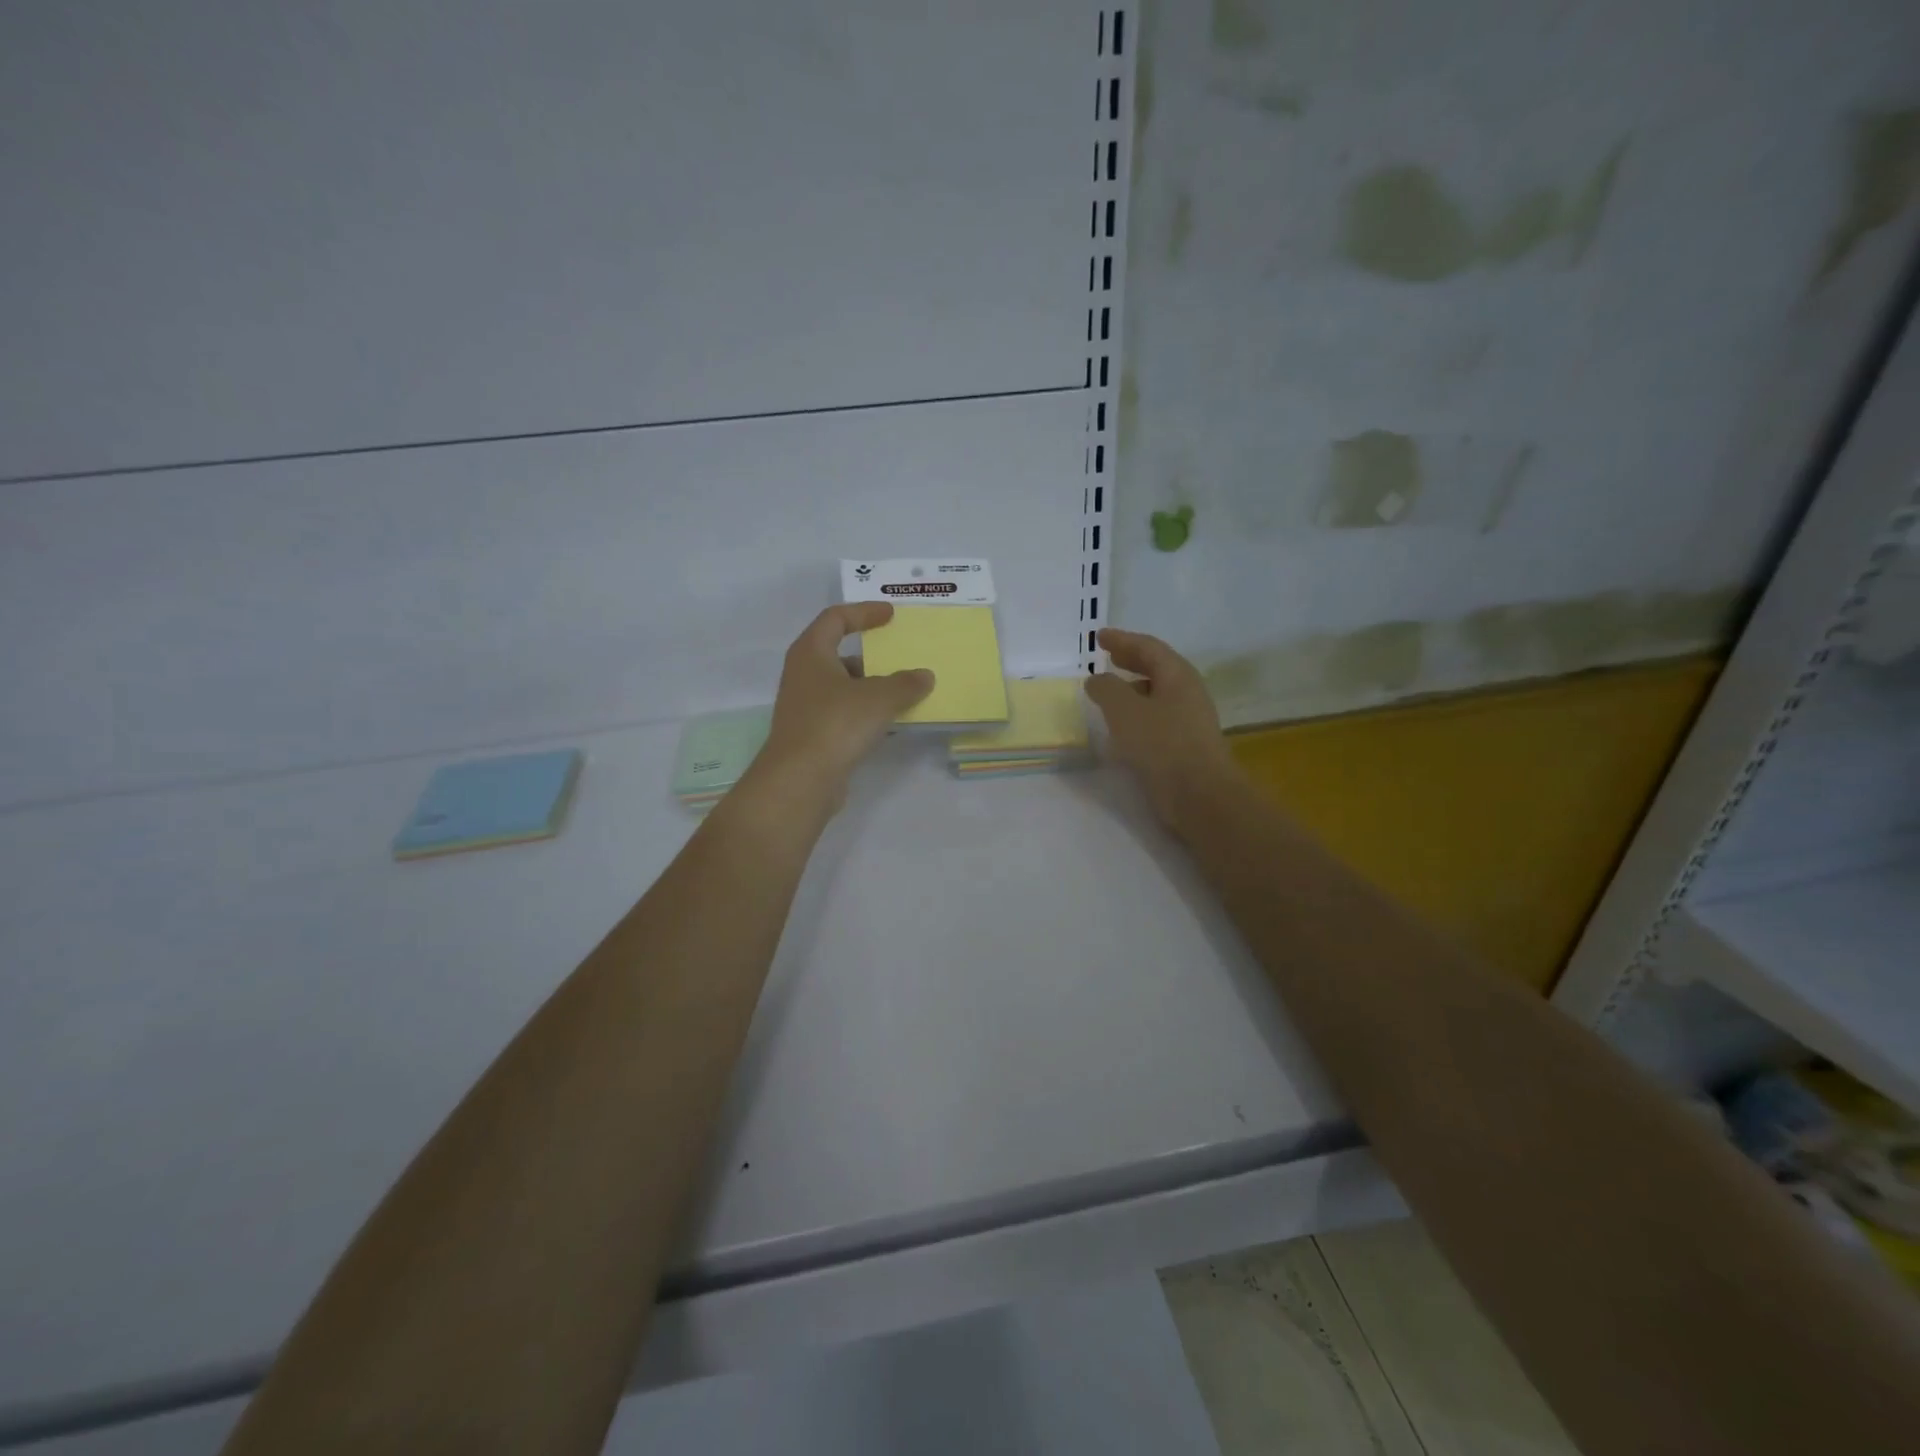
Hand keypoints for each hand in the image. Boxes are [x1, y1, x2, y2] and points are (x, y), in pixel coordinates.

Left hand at [755, 603, 934, 799]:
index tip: (890, 615)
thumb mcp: (879, 698)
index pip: (835, 618)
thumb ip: (905, 683)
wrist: (800, 780)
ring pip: (843, 687)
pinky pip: (844, 714)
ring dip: (872, 688)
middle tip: (901, 659)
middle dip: (871, 656)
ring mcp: (805, 707)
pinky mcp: (812, 735)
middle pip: (838, 654)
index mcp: (811, 653)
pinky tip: (891, 724)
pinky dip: (866, 713)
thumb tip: (924, 676)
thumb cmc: (836, 724)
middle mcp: (803, 675)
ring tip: (904, 693)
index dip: (864, 613)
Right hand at [1085, 627, 1238, 829]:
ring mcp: (1190, 720)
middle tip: (1109, 656)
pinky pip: (1157, 718)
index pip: (1149, 647)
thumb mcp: (1124, 710)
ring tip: (1111, 692)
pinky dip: (1137, 713)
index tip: (1099, 637)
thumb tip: (1097, 679)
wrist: (1199, 795)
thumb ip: (1106, 689)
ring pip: (1157, 694)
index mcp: (1177, 675)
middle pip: (1157, 668)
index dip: (1123, 640)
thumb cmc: (1161, 744)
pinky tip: (1123, 726)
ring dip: (1133, 688)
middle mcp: (1188, 693)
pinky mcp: (1185, 745)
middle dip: (1131, 660)